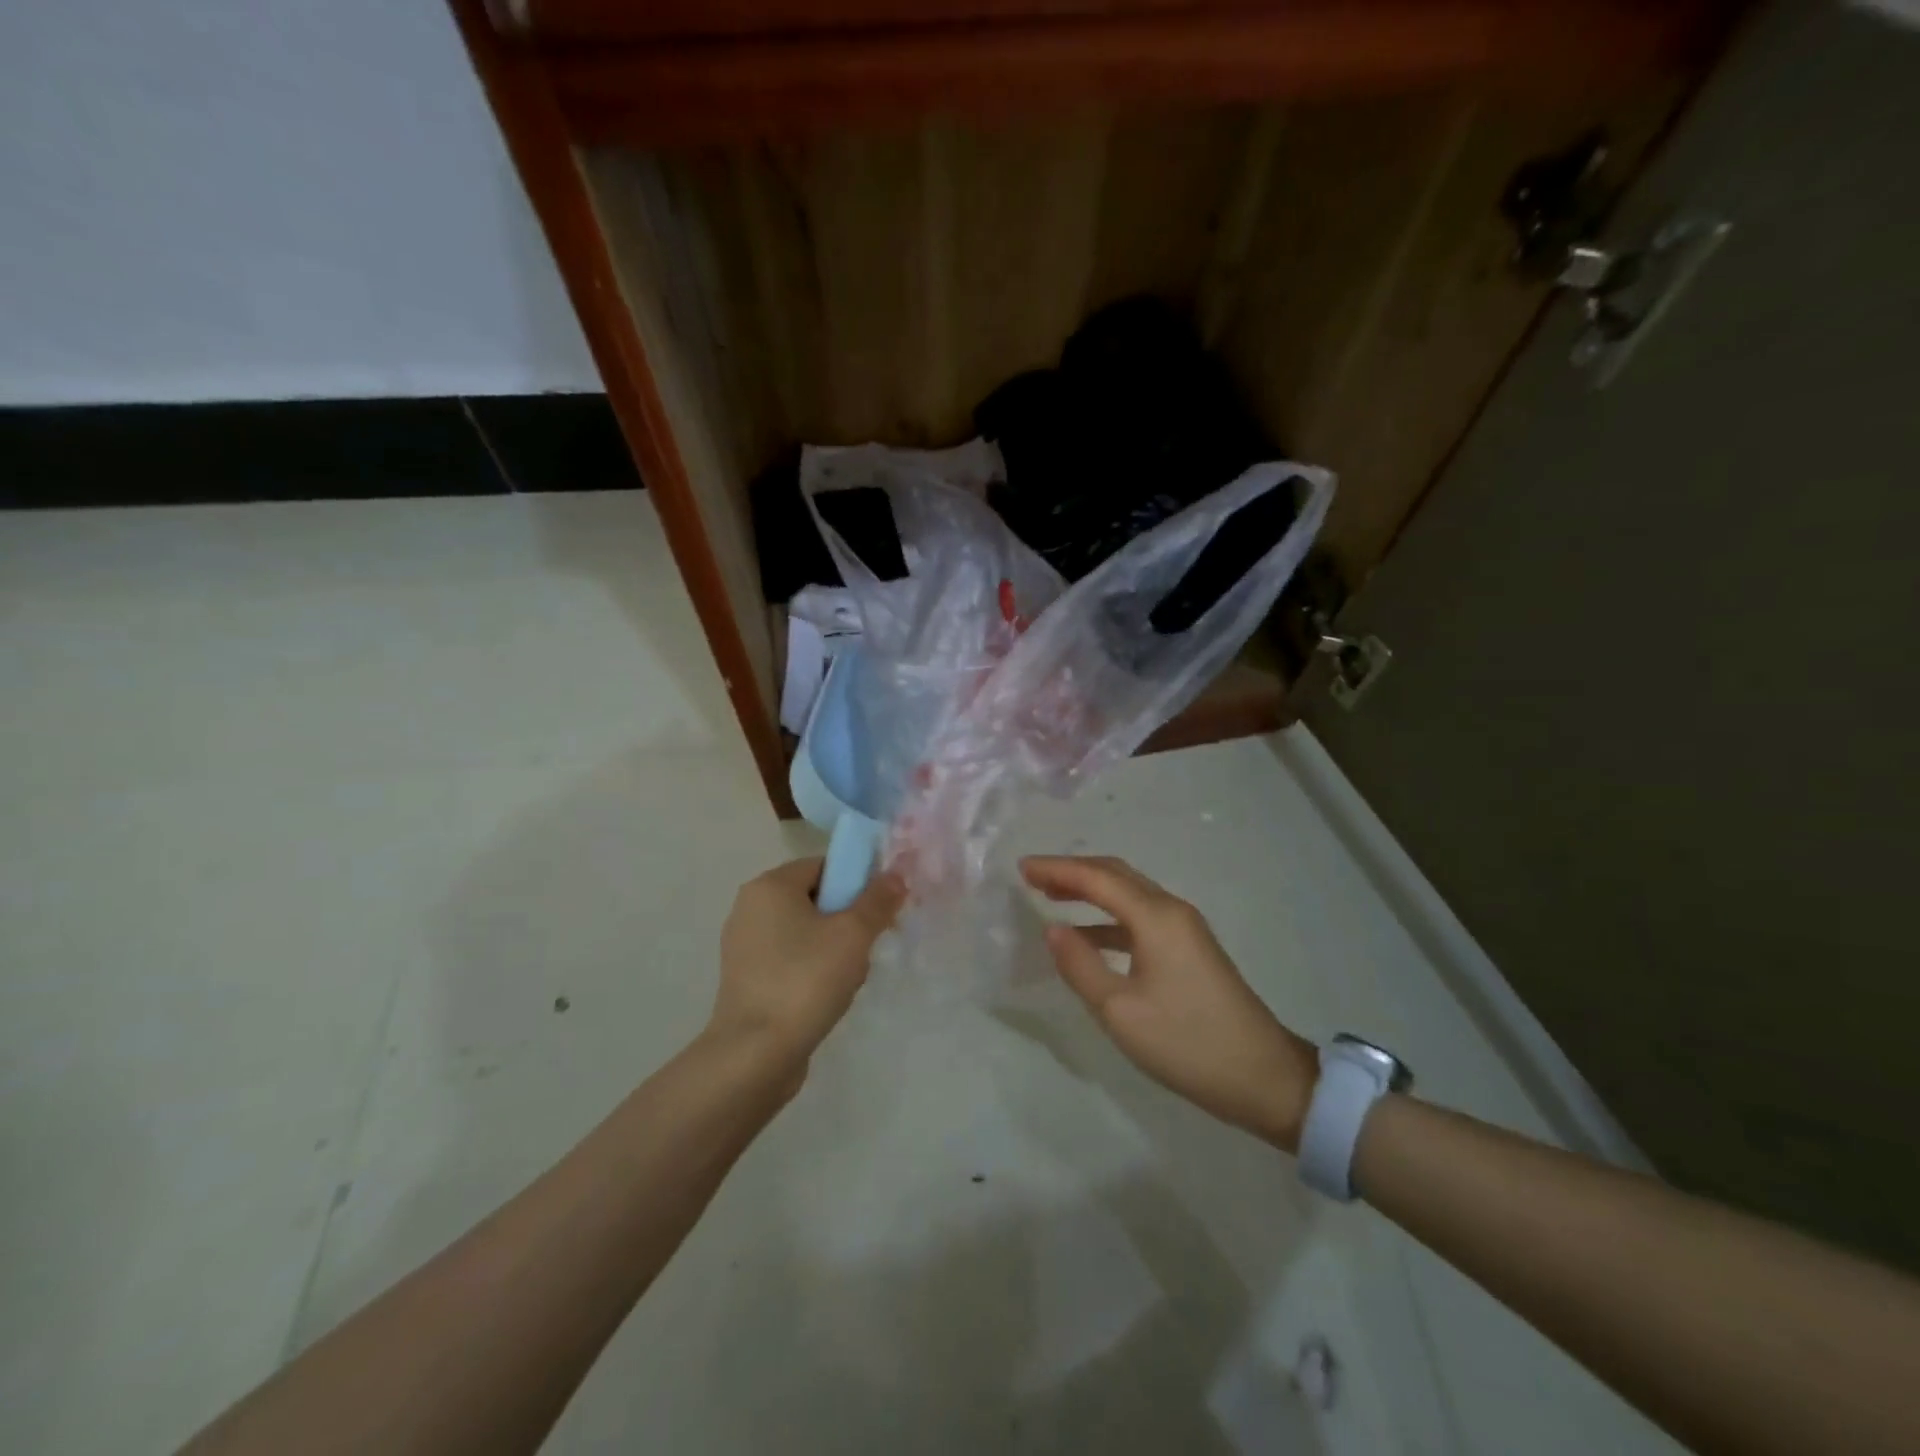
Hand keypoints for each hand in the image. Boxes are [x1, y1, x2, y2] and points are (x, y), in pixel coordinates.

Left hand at [707, 857, 904, 1078]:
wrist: (755, 1055)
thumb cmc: (805, 981)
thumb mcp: (852, 935)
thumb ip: (878, 900)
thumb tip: (896, 874)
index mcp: (769, 886)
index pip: (824, 866)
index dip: (857, 883)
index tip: (878, 911)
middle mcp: (750, 907)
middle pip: (816, 899)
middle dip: (847, 920)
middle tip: (866, 948)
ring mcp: (744, 945)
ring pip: (805, 932)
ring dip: (833, 948)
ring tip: (849, 978)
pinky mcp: (746, 978)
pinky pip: (790, 959)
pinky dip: (812, 970)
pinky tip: (828, 996)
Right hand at [1021, 855, 1317, 1151]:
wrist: (1264, 1077)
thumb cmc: (1187, 1043)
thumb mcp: (1120, 1011)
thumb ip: (1081, 965)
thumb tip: (1053, 930)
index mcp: (1156, 917)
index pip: (1097, 878)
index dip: (1057, 869)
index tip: (1021, 867)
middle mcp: (1172, 911)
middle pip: (1116, 874)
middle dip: (1073, 870)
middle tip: (1033, 876)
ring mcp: (1185, 929)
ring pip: (1129, 893)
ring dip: (1091, 890)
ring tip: (1052, 896)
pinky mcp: (1190, 949)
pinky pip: (1140, 917)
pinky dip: (1108, 916)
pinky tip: (1087, 934)